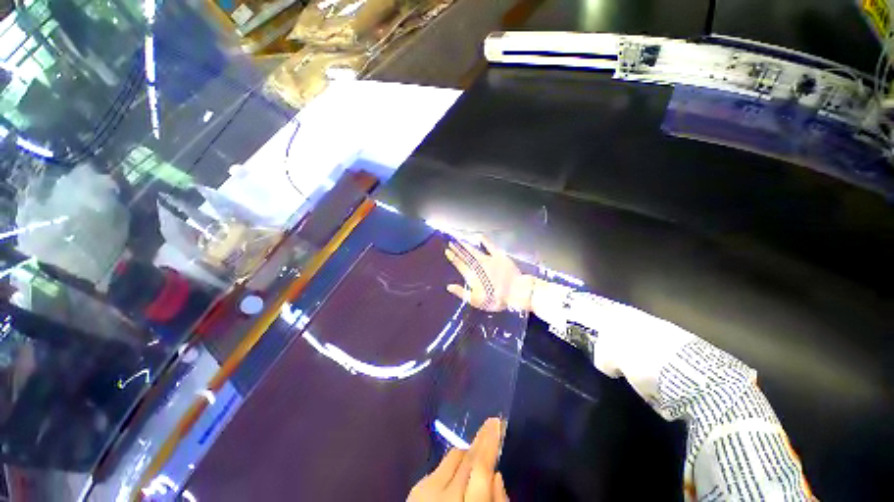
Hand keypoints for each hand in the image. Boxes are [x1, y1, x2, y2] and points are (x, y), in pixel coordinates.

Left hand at [407, 418, 508, 501]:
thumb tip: (496, 475)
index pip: (480, 468)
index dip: (489, 443)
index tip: (497, 423)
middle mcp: (445, 497)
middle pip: (468, 459)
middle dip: (481, 441)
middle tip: (491, 425)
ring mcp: (427, 491)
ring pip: (455, 456)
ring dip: (468, 453)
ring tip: (477, 453)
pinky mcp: (417, 488)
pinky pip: (442, 466)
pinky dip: (454, 466)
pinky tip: (458, 474)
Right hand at [444, 238, 535, 312]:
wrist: (515, 292)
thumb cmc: (495, 299)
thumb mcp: (476, 300)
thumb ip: (461, 292)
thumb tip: (448, 286)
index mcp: (471, 276)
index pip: (459, 264)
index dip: (453, 257)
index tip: (447, 250)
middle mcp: (478, 265)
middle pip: (465, 256)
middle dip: (457, 249)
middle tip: (450, 242)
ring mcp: (488, 259)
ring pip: (474, 250)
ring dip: (466, 245)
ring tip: (459, 240)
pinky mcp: (499, 256)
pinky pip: (490, 246)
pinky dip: (484, 241)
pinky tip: (479, 236)